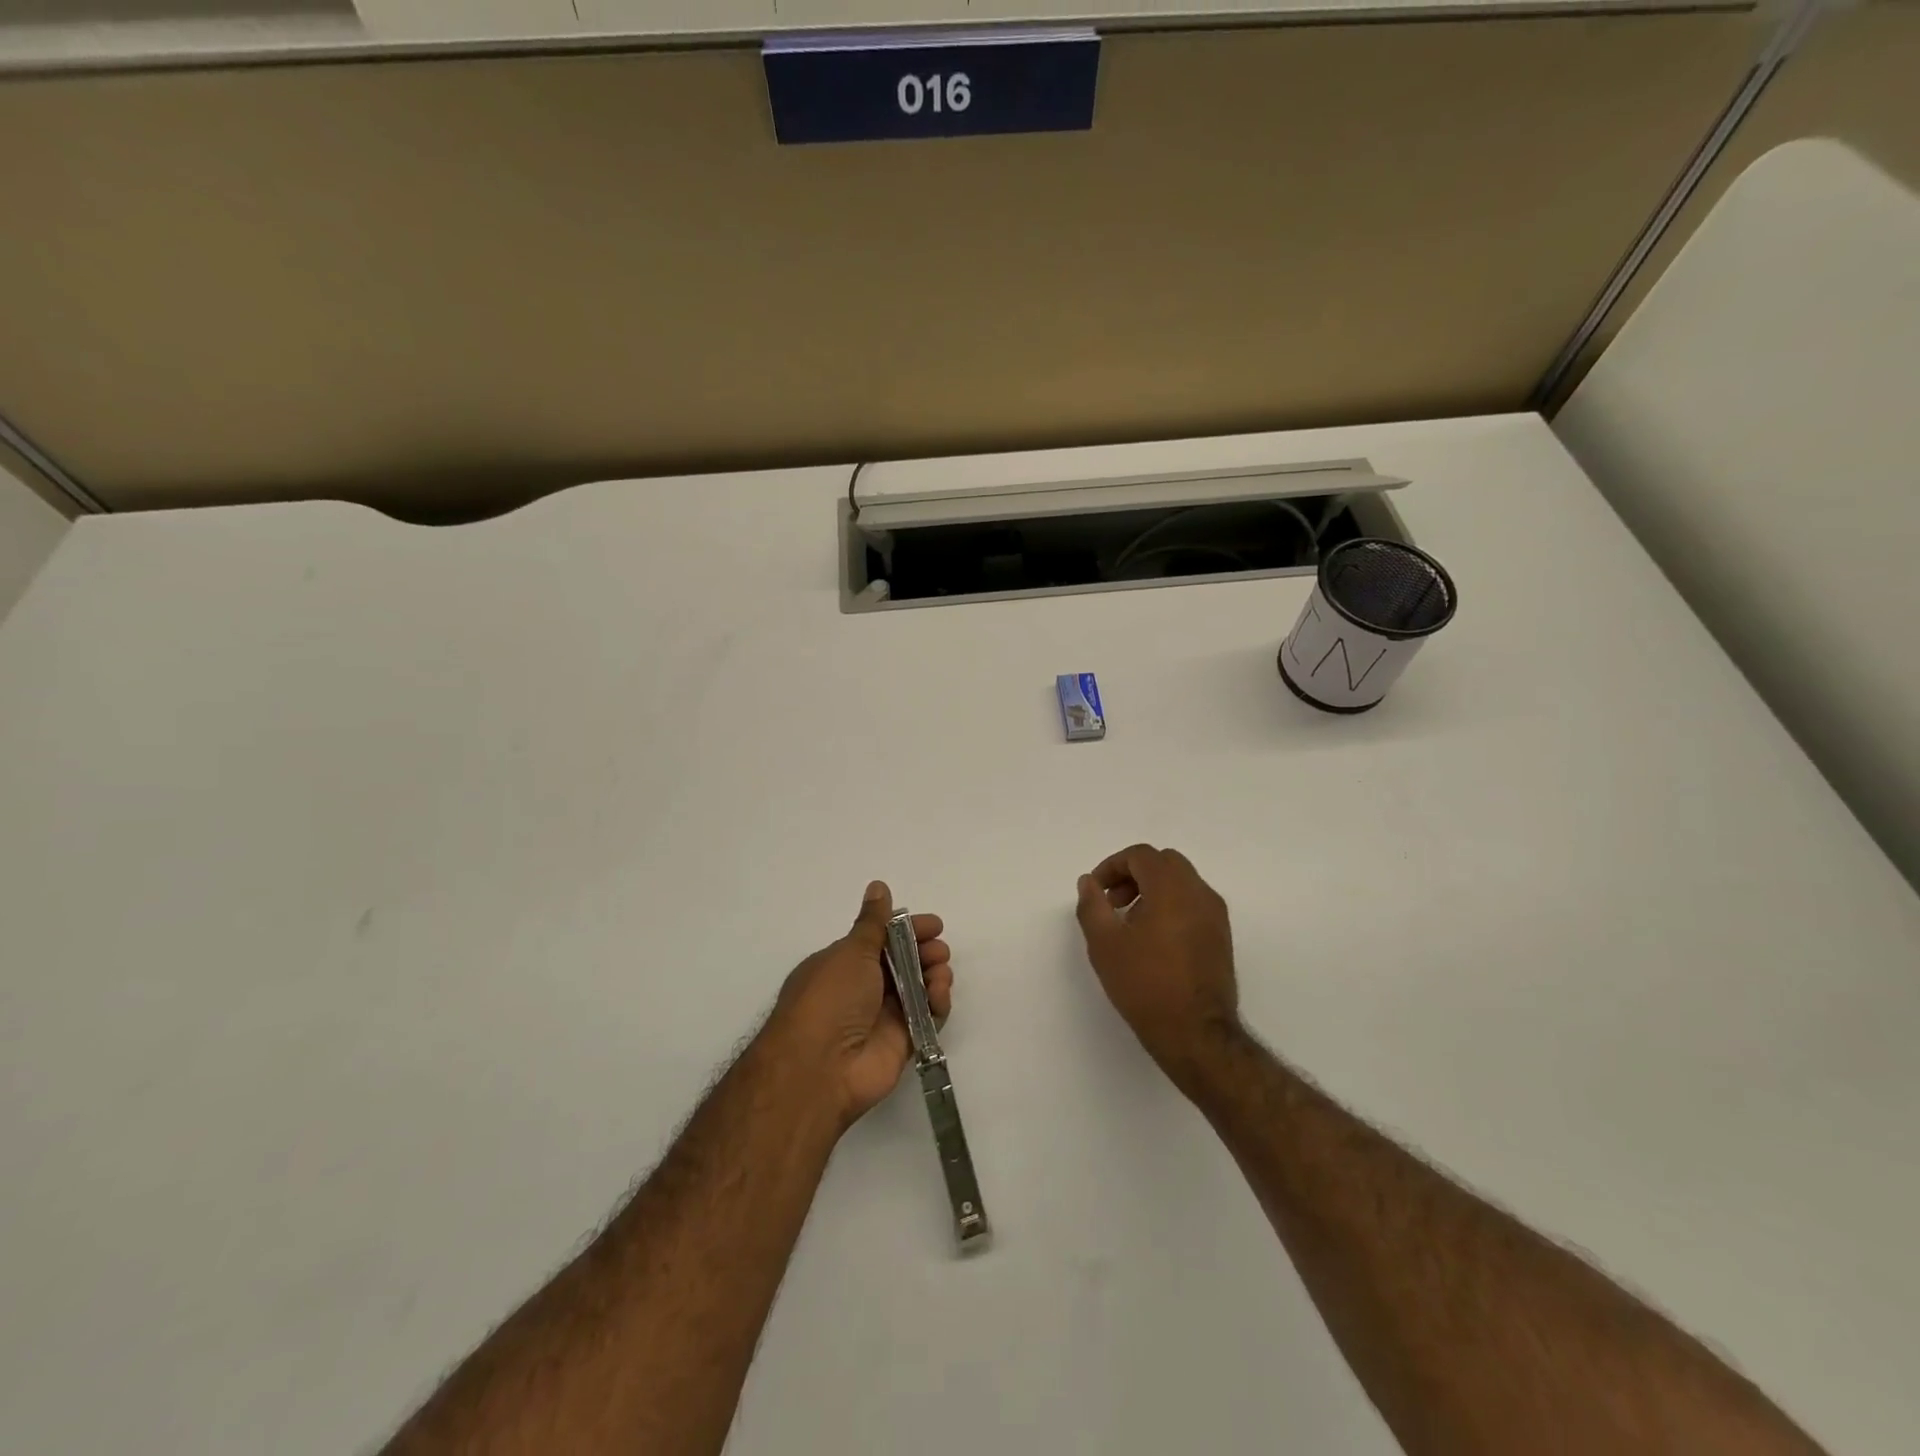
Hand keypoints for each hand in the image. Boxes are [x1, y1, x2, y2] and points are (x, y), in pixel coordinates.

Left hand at [770, 881, 953, 1131]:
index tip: (934, 925)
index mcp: (844, 963)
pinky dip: (937, 1004)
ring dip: (934, 975)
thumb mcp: (851, 951)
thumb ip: (874, 922)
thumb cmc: (830, 998)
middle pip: (904, 963)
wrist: (820, 1068)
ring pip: (918, 988)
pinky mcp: (902, 1042)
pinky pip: (927, 1017)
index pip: (883, 939)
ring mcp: (883, 1016)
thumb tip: (878, 885)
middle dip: (925, 952)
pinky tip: (939, 996)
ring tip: (940, 974)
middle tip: (939, 950)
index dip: (908, 930)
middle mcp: (863, 988)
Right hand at [1075, 845, 1241, 1086]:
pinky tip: (1153, 939)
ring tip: (1130, 923)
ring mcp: (1216, 915)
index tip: (1096, 891)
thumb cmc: (1145, 985)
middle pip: (1164, 863)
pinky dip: (1170, 905)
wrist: (1196, 1034)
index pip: (1141, 856)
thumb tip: (1089, 882)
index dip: (1113, 866)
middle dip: (1134, 874)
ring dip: (1152, 890)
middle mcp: (1199, 893)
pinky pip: (1193, 903)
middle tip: (1113, 902)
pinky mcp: (1221, 937)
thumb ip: (1092, 905)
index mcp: (1172, 888)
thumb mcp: (1105, 944)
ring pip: (1181, 883)